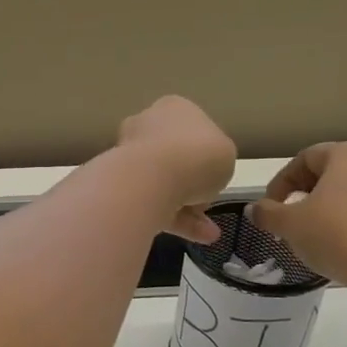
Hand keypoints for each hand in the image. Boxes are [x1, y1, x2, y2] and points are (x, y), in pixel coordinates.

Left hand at [115, 96, 236, 242]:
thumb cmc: (198, 156)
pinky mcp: (121, 188)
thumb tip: (203, 175)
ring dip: (188, 207)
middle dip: (193, 183)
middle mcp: (146, 126)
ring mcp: (129, 157)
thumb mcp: (226, 152)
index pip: (192, 128)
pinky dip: (176, 220)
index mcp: (172, 108)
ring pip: (164, 184)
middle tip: (207, 201)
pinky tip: (200, 237)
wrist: (151, 178)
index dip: (208, 153)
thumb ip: (217, 159)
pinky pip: (153, 203)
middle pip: (175, 157)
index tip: (216, 173)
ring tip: (208, 233)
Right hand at [247, 140, 346, 289]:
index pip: (304, 158)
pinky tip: (341, 241)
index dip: (281, 182)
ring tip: (314, 231)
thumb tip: (254, 209)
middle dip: (306, 192)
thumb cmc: (336, 235)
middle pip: (331, 170)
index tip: (270, 207)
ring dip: (329, 205)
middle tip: (291, 216)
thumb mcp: (290, 225)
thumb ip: (268, 213)